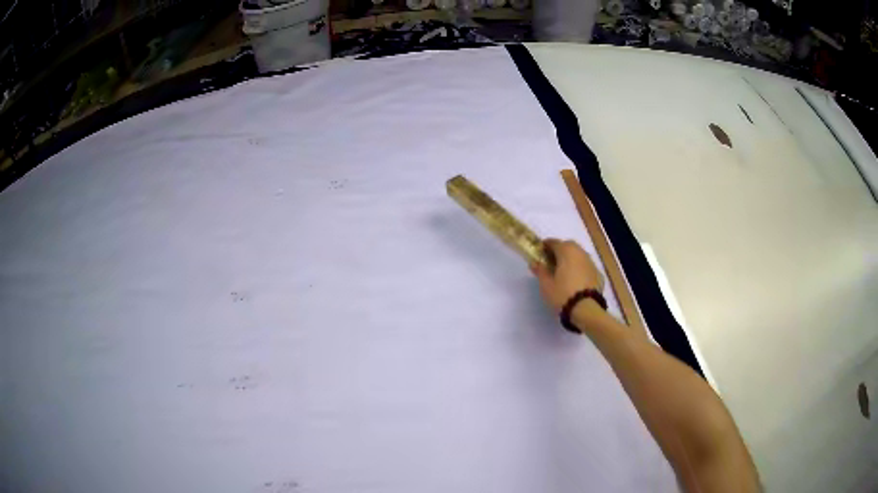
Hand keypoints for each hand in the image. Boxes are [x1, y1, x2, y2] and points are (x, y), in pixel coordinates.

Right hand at [530, 238, 604, 313]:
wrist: (586, 309)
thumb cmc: (562, 294)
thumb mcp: (546, 284)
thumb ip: (540, 271)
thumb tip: (535, 263)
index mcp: (566, 251)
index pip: (553, 242)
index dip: (545, 246)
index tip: (539, 253)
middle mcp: (580, 252)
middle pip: (568, 246)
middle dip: (559, 250)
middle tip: (551, 261)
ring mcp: (590, 262)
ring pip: (578, 255)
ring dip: (570, 259)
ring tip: (563, 271)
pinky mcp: (597, 273)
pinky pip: (585, 265)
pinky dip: (579, 268)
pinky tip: (574, 279)